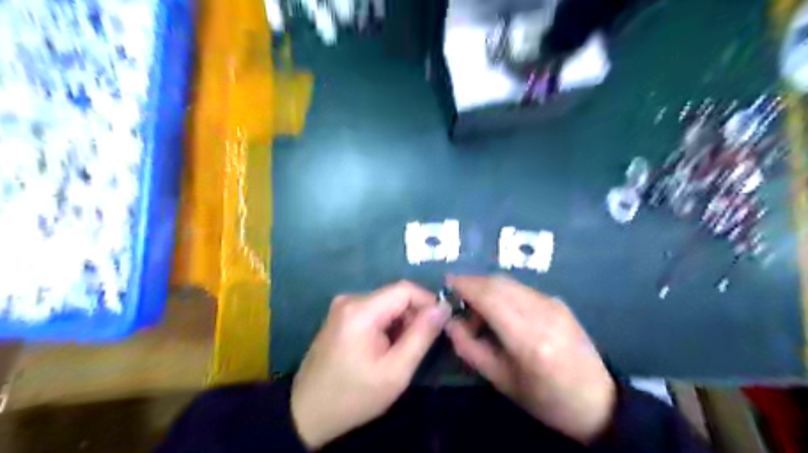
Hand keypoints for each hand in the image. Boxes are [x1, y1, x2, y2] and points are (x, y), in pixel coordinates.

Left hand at [294, 282, 451, 447]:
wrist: (307, 413)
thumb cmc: (353, 396)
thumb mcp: (395, 371)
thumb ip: (421, 336)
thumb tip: (443, 308)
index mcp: (360, 310)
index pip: (405, 289)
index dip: (428, 302)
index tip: (441, 324)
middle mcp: (350, 299)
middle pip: (395, 296)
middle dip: (413, 316)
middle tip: (418, 346)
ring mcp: (342, 306)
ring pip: (386, 303)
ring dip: (400, 322)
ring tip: (400, 351)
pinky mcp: (340, 316)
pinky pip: (374, 311)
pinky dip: (386, 325)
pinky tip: (384, 348)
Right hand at [446, 276, 616, 441]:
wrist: (598, 402)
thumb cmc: (545, 399)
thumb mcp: (501, 381)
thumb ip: (469, 348)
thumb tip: (450, 322)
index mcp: (527, 339)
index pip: (489, 297)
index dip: (465, 285)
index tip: (447, 283)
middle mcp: (542, 313)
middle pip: (499, 283)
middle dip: (473, 284)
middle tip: (459, 300)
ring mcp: (553, 304)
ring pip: (510, 283)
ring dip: (488, 288)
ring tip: (478, 311)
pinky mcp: (559, 302)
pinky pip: (522, 289)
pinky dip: (504, 292)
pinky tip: (501, 311)